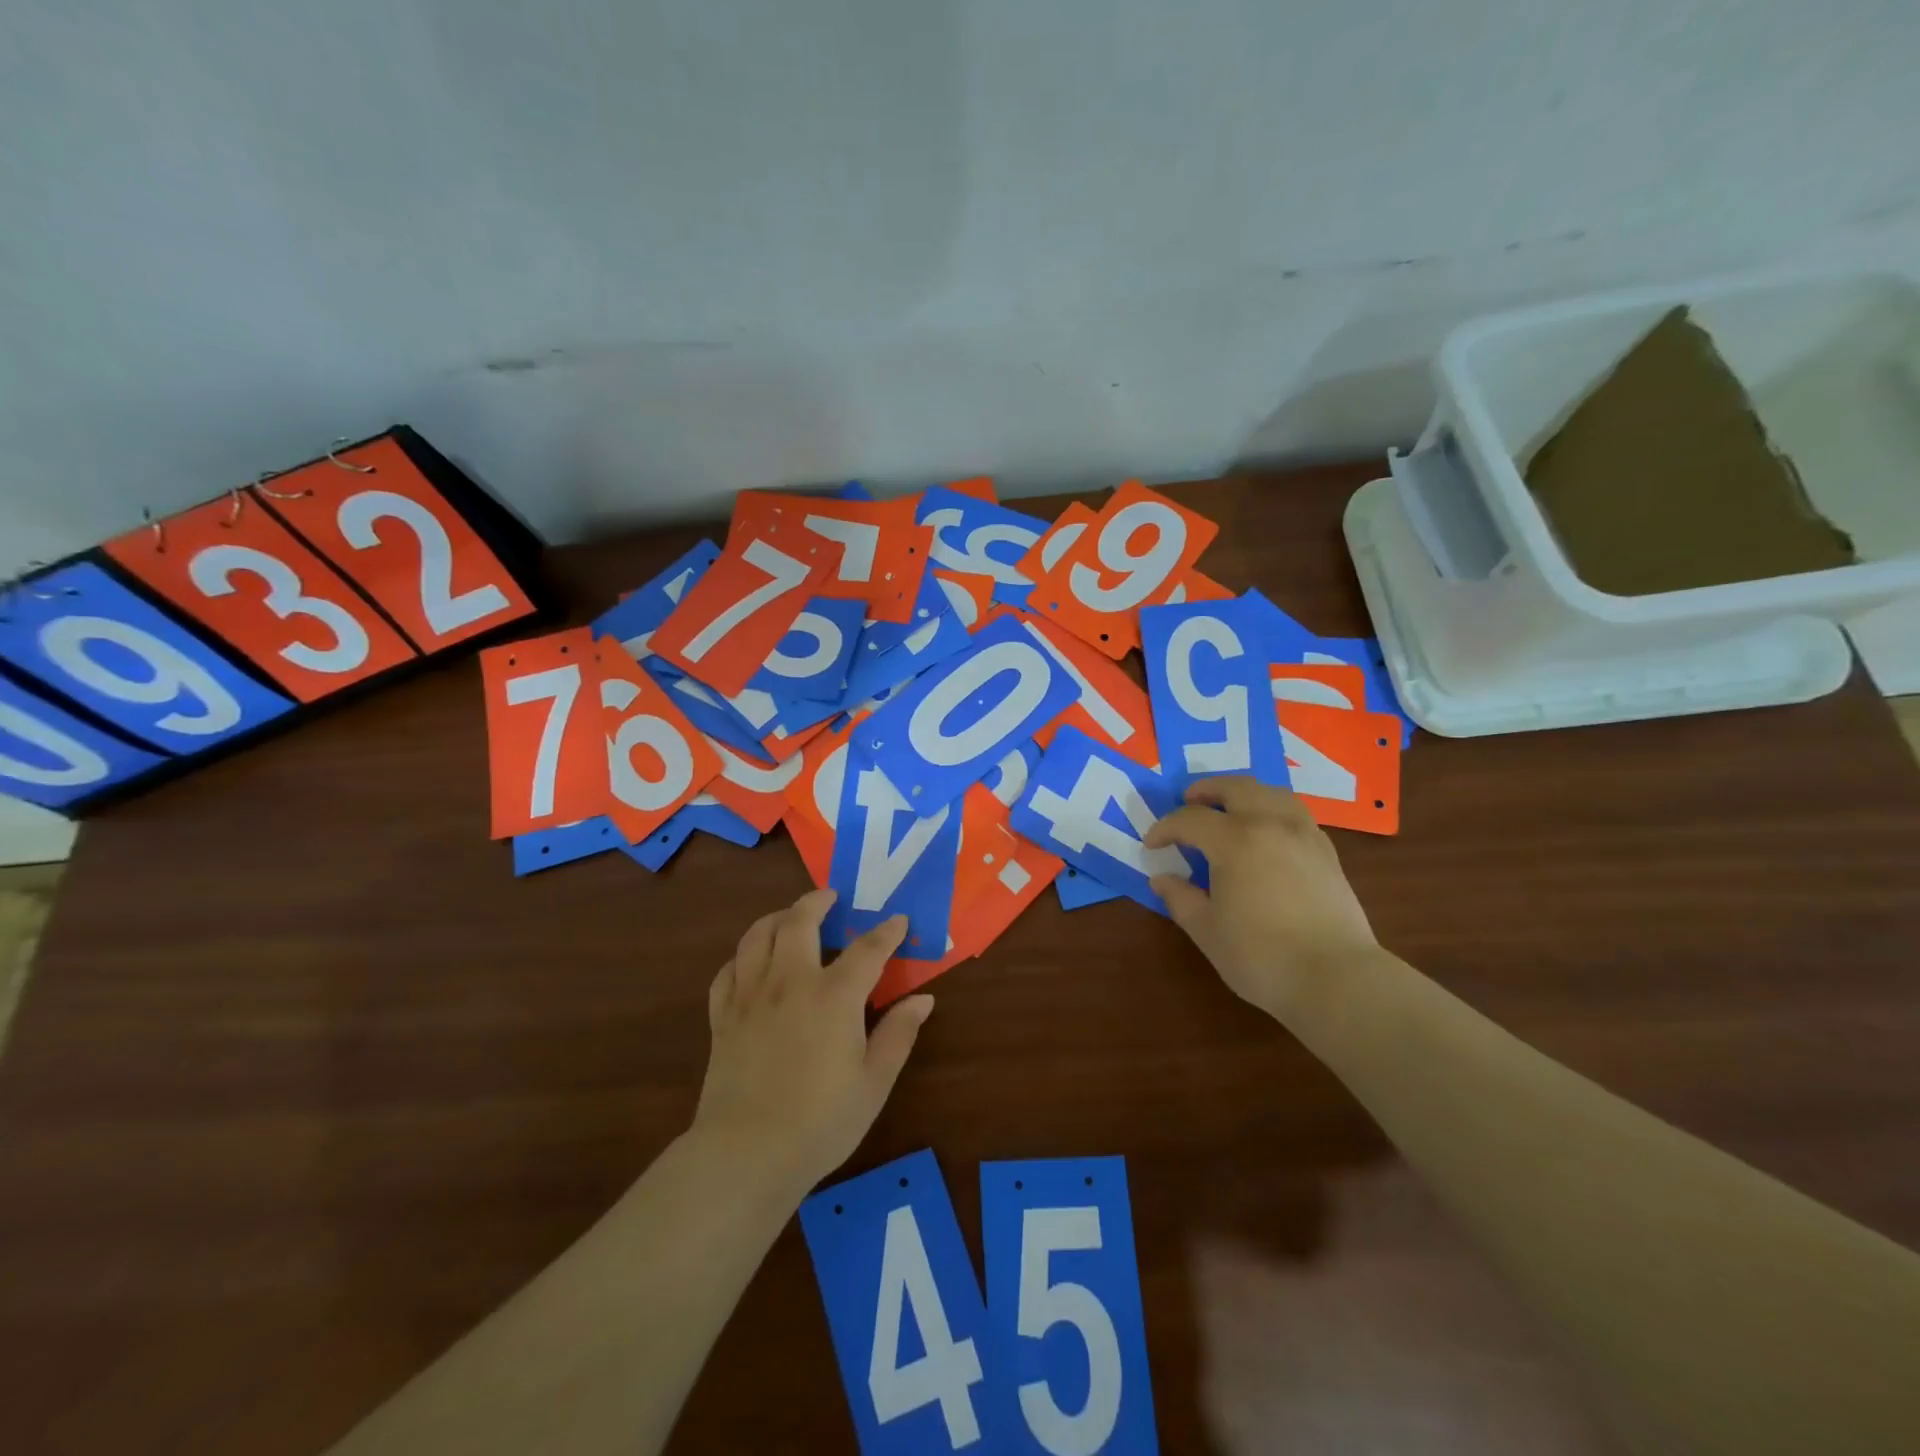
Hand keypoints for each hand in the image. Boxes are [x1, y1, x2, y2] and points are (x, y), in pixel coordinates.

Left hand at [692, 889, 932, 1192]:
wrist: (746, 1153)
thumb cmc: (821, 1121)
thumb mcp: (874, 1082)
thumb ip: (898, 1034)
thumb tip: (923, 999)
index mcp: (834, 996)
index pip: (867, 949)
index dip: (886, 932)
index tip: (898, 920)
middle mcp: (790, 982)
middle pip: (799, 922)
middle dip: (816, 902)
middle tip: (829, 897)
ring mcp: (751, 996)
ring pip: (757, 935)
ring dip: (776, 917)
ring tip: (789, 917)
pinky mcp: (723, 1016)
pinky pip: (728, 970)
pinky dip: (742, 956)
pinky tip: (751, 962)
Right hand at [1145, 777, 1378, 1021]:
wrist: (1337, 979)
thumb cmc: (1261, 956)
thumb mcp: (1206, 930)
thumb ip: (1180, 898)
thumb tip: (1162, 879)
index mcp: (1235, 841)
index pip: (1190, 819)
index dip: (1165, 828)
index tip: (1152, 845)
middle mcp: (1271, 825)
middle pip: (1236, 788)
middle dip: (1206, 790)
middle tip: (1188, 801)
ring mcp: (1304, 835)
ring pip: (1272, 793)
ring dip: (1244, 792)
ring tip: (1230, 807)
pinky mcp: (1327, 853)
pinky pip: (1296, 813)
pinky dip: (1273, 809)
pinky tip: (1268, 831)